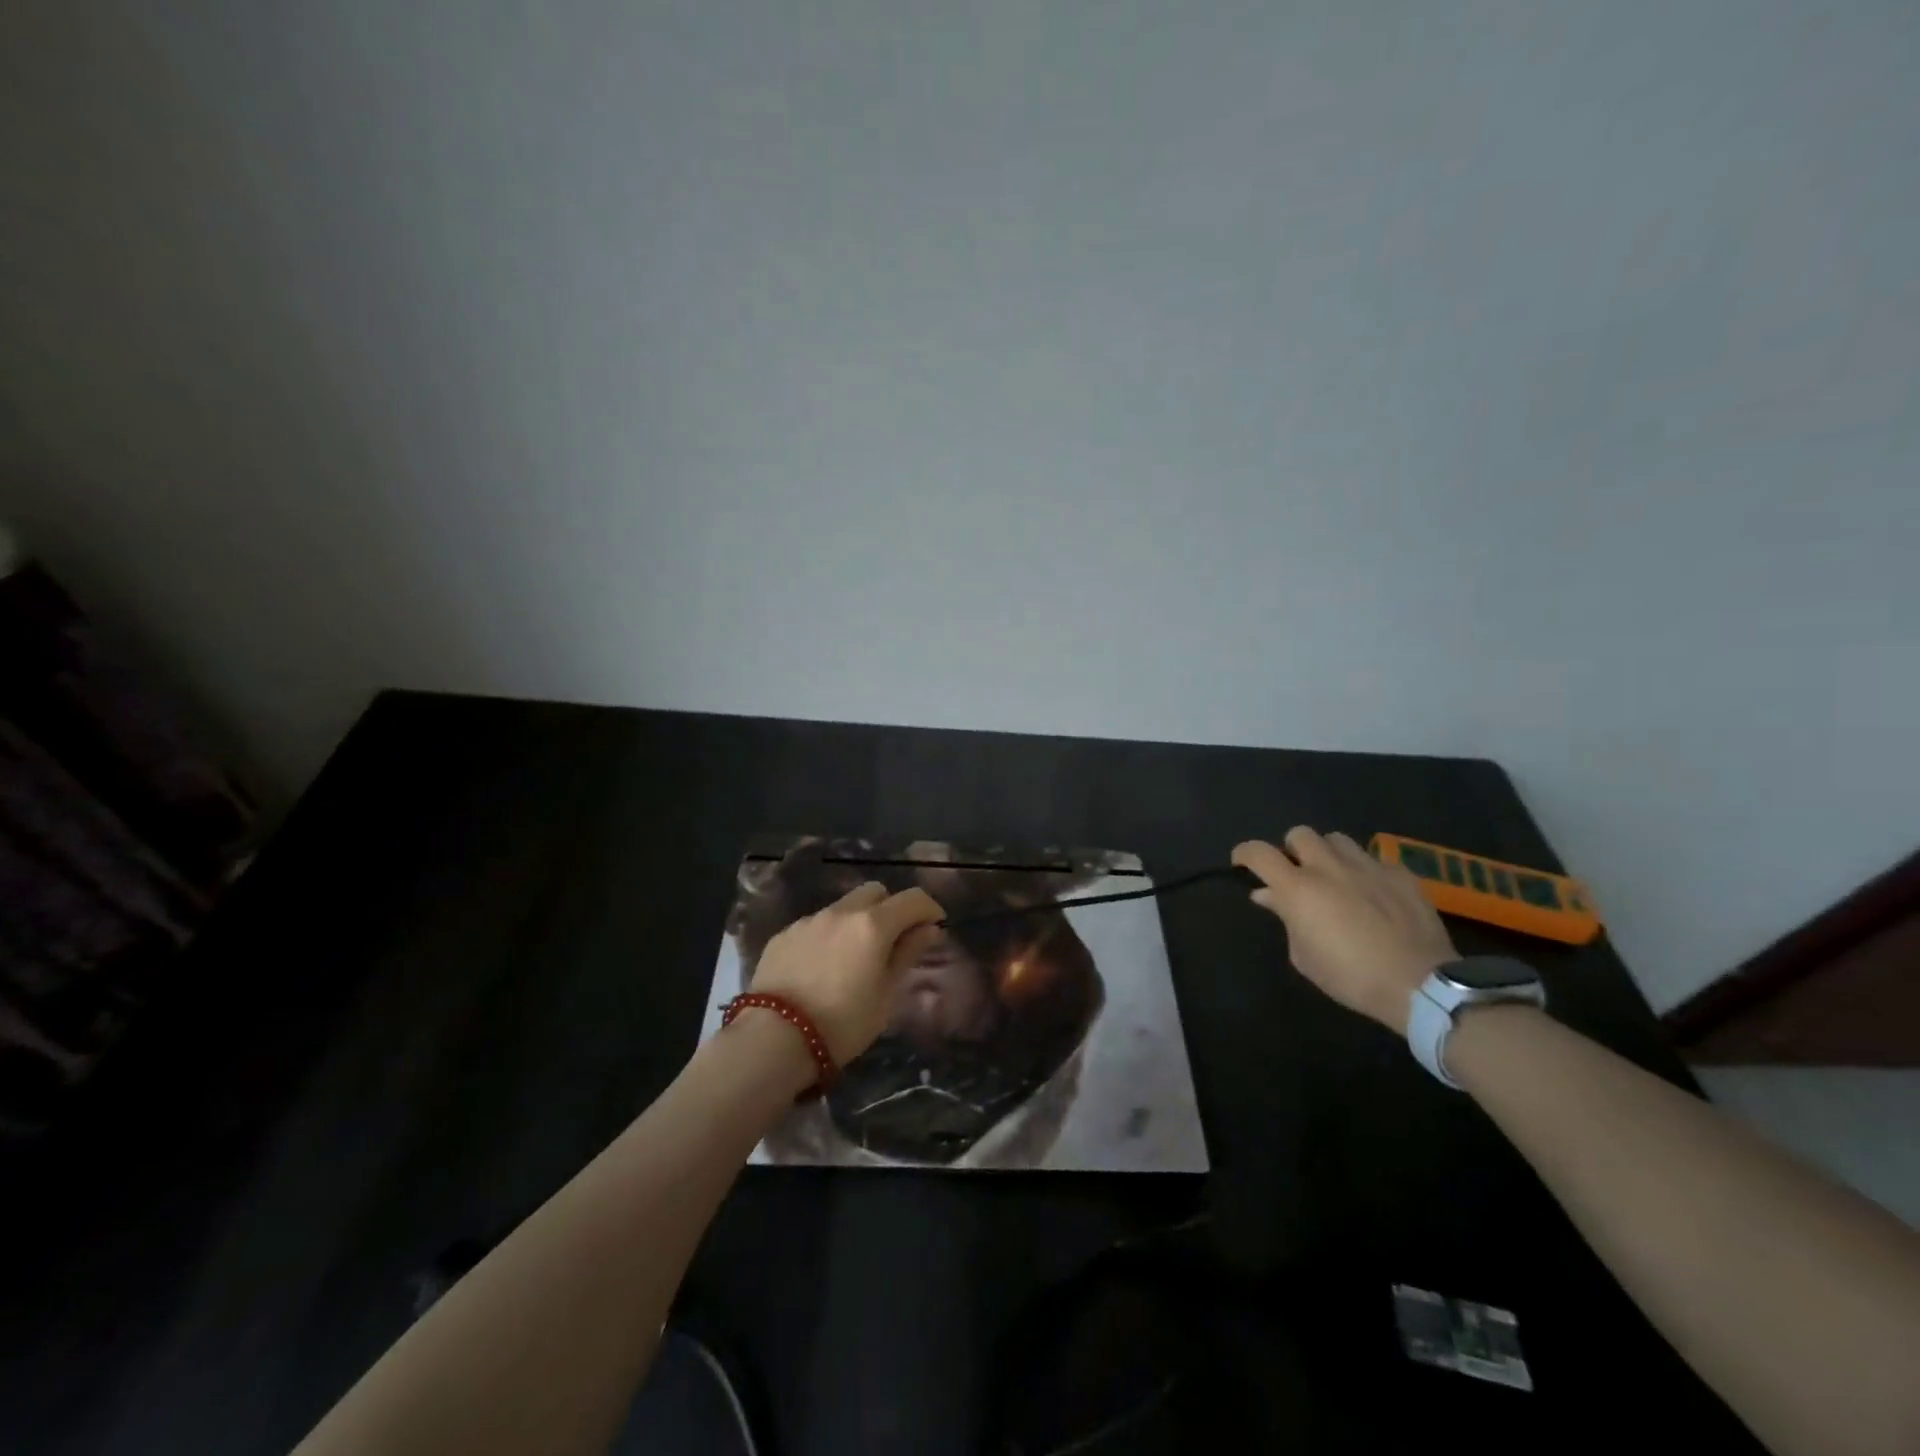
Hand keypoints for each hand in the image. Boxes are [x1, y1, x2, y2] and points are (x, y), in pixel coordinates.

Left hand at [746, 882, 944, 1066]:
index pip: (912, 899)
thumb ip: (907, 954)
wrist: (774, 1038)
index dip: (929, 908)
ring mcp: (809, 920)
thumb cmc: (843, 1023)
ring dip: (857, 921)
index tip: (935, 925)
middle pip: (875, 892)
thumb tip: (929, 929)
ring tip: (855, 956)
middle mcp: (841, 912)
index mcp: (873, 924)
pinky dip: (829, 935)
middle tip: (894, 939)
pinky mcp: (784, 934)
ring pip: (843, 906)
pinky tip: (822, 966)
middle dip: (891, 908)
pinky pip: (816, 924)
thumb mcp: (886, 995)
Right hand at [1233, 828, 1456, 1033]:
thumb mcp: (1304, 956)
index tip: (1242, 863)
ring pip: (1337, 839)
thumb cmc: (1350, 976)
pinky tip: (1374, 893)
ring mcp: (1367, 866)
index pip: (1259, 853)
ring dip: (1328, 854)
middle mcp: (1329, 867)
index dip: (1244, 853)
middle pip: (1299, 834)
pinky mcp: (1400, 874)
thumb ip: (1285, 919)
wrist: (1418, 984)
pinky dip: (1366, 872)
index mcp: (1298, 888)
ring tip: (1335, 876)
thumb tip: (1269, 896)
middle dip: (1292, 850)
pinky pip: (1375, 860)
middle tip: (1298, 873)